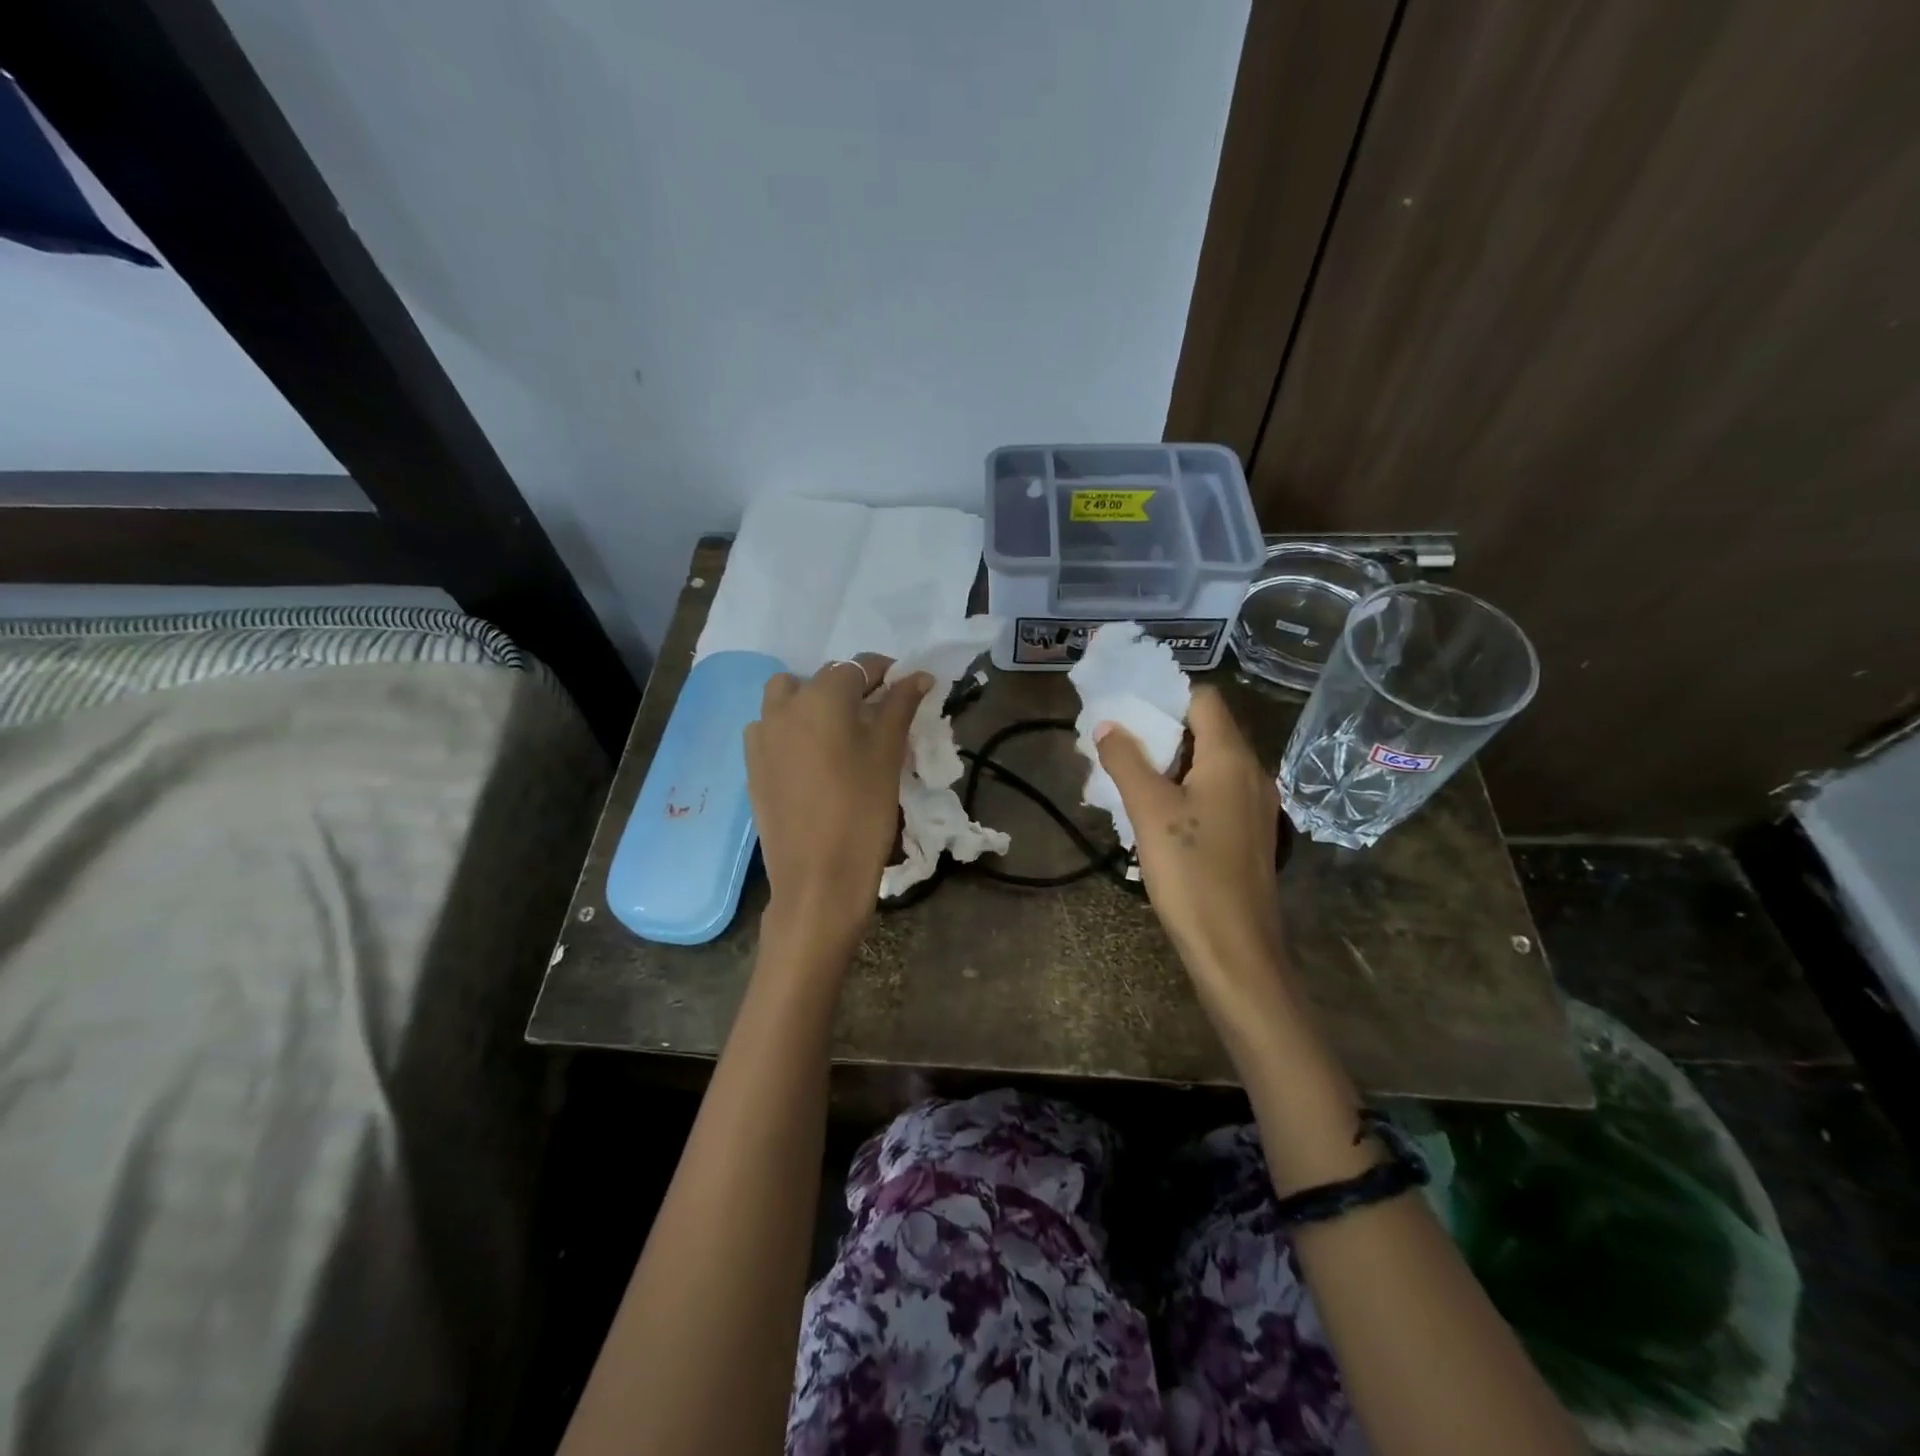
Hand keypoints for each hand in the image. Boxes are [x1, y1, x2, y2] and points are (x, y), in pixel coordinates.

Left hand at [746, 655, 931, 942]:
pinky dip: (791, 729)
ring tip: (839, 732)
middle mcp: (784, 707)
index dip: (885, 672)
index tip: (905, 686)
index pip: (857, 666)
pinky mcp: (752, 765)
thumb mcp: (887, 755)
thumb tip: (918, 676)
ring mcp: (762, 736)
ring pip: (787, 698)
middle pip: (822, 679)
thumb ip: (899, 707)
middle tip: (877, 713)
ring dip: (813, 702)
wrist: (817, 878)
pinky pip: (771, 729)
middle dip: (850, 687)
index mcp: (821, 697)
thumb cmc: (862, 811)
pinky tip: (811, 758)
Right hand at [1094, 686, 1285, 983]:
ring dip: (1170, 764)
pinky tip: (1157, 815)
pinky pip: (1216, 794)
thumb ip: (1126, 761)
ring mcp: (1255, 806)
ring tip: (1129, 778)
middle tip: (1119, 745)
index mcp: (1231, 758)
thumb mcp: (1148, 811)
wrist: (1235, 949)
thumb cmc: (1191, 872)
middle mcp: (1252, 773)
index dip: (1166, 697)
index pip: (1203, 699)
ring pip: (1210, 765)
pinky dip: (1186, 790)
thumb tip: (1108, 725)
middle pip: (1207, 731)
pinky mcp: (1250, 834)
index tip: (1128, 710)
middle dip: (1161, 732)